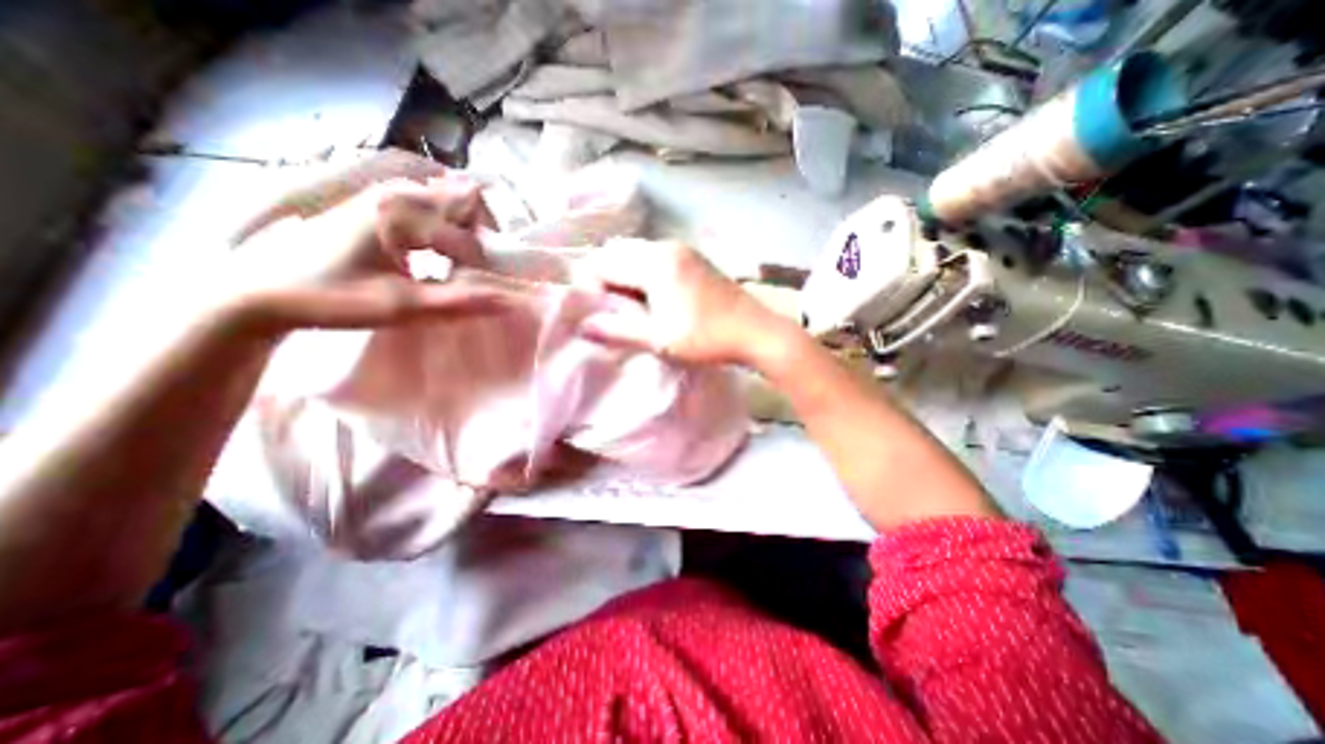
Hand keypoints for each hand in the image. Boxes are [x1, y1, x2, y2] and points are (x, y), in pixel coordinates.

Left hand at [217, 151, 503, 331]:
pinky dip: (448, 230)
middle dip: (484, 236)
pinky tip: (439, 257)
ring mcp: (384, 196)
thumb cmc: (330, 297)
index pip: (470, 224)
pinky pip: (430, 209)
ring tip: (464, 267)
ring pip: (448, 203)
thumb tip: (509, 302)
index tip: (490, 284)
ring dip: (467, 232)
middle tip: (482, 272)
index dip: (489, 253)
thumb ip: (459, 303)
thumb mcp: (400, 307)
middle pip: (464, 202)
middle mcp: (396, 193)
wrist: (260, 291)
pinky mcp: (377, 206)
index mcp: (401, 211)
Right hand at [568, 237, 783, 366]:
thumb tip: (583, 326)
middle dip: (607, 280)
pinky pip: (655, 258)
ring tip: (635, 309)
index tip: (600, 315)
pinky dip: (644, 275)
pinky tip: (655, 300)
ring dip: (626, 277)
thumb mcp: (658, 339)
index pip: (603, 262)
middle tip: (615, 312)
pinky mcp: (694, 258)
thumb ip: (617, 330)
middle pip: (618, 253)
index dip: (592, 287)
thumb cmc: (705, 338)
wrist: (756, 332)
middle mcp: (666, 246)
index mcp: (655, 262)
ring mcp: (683, 250)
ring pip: (637, 254)